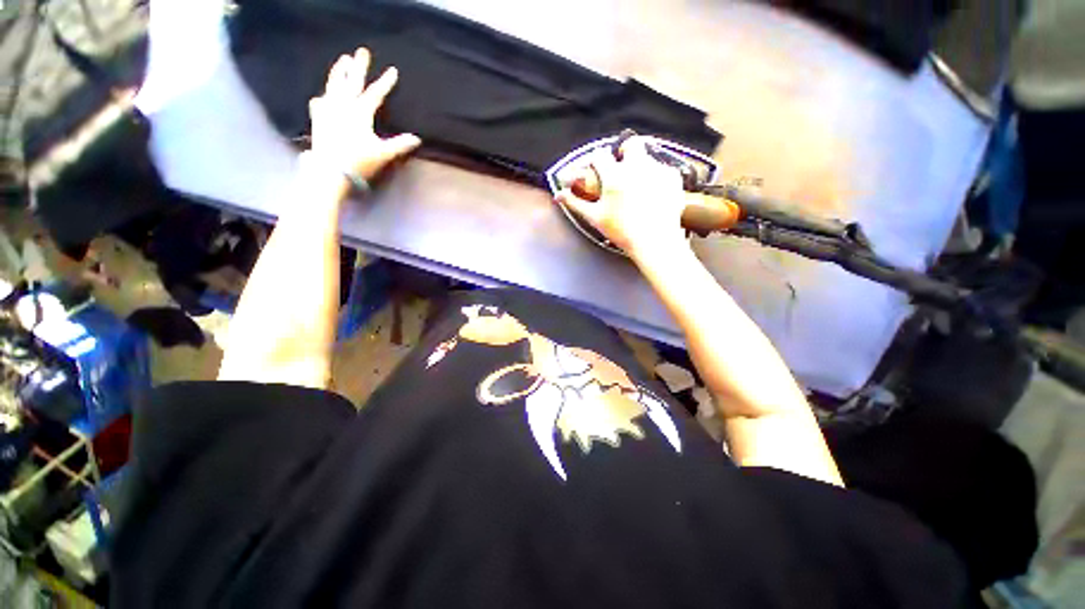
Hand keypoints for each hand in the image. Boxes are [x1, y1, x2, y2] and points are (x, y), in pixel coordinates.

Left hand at [307, 48, 420, 179]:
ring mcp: (329, 110)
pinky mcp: (319, 118)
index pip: (375, 94)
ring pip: (334, 85)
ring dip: (339, 72)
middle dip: (358, 66)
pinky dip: (324, 95)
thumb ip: (400, 144)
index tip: (393, 70)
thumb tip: (417, 139)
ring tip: (343, 60)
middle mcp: (343, 106)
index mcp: (360, 113)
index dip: (385, 82)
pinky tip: (323, 95)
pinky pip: (321, 101)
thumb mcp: (383, 153)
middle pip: (352, 82)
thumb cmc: (360, 161)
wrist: (331, 170)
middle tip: (362, 51)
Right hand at [555, 137, 687, 260]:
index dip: (594, 159)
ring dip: (640, 166)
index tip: (595, 168)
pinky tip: (653, 193)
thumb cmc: (621, 231)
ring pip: (647, 156)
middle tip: (622, 167)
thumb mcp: (595, 217)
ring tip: (638, 186)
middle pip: (630, 144)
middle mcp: (636, 166)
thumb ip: (575, 203)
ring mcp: (657, 169)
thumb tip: (558, 195)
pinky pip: (662, 169)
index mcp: (614, 175)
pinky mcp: (673, 178)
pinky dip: (656, 177)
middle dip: (624, 152)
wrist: (654, 241)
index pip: (599, 155)